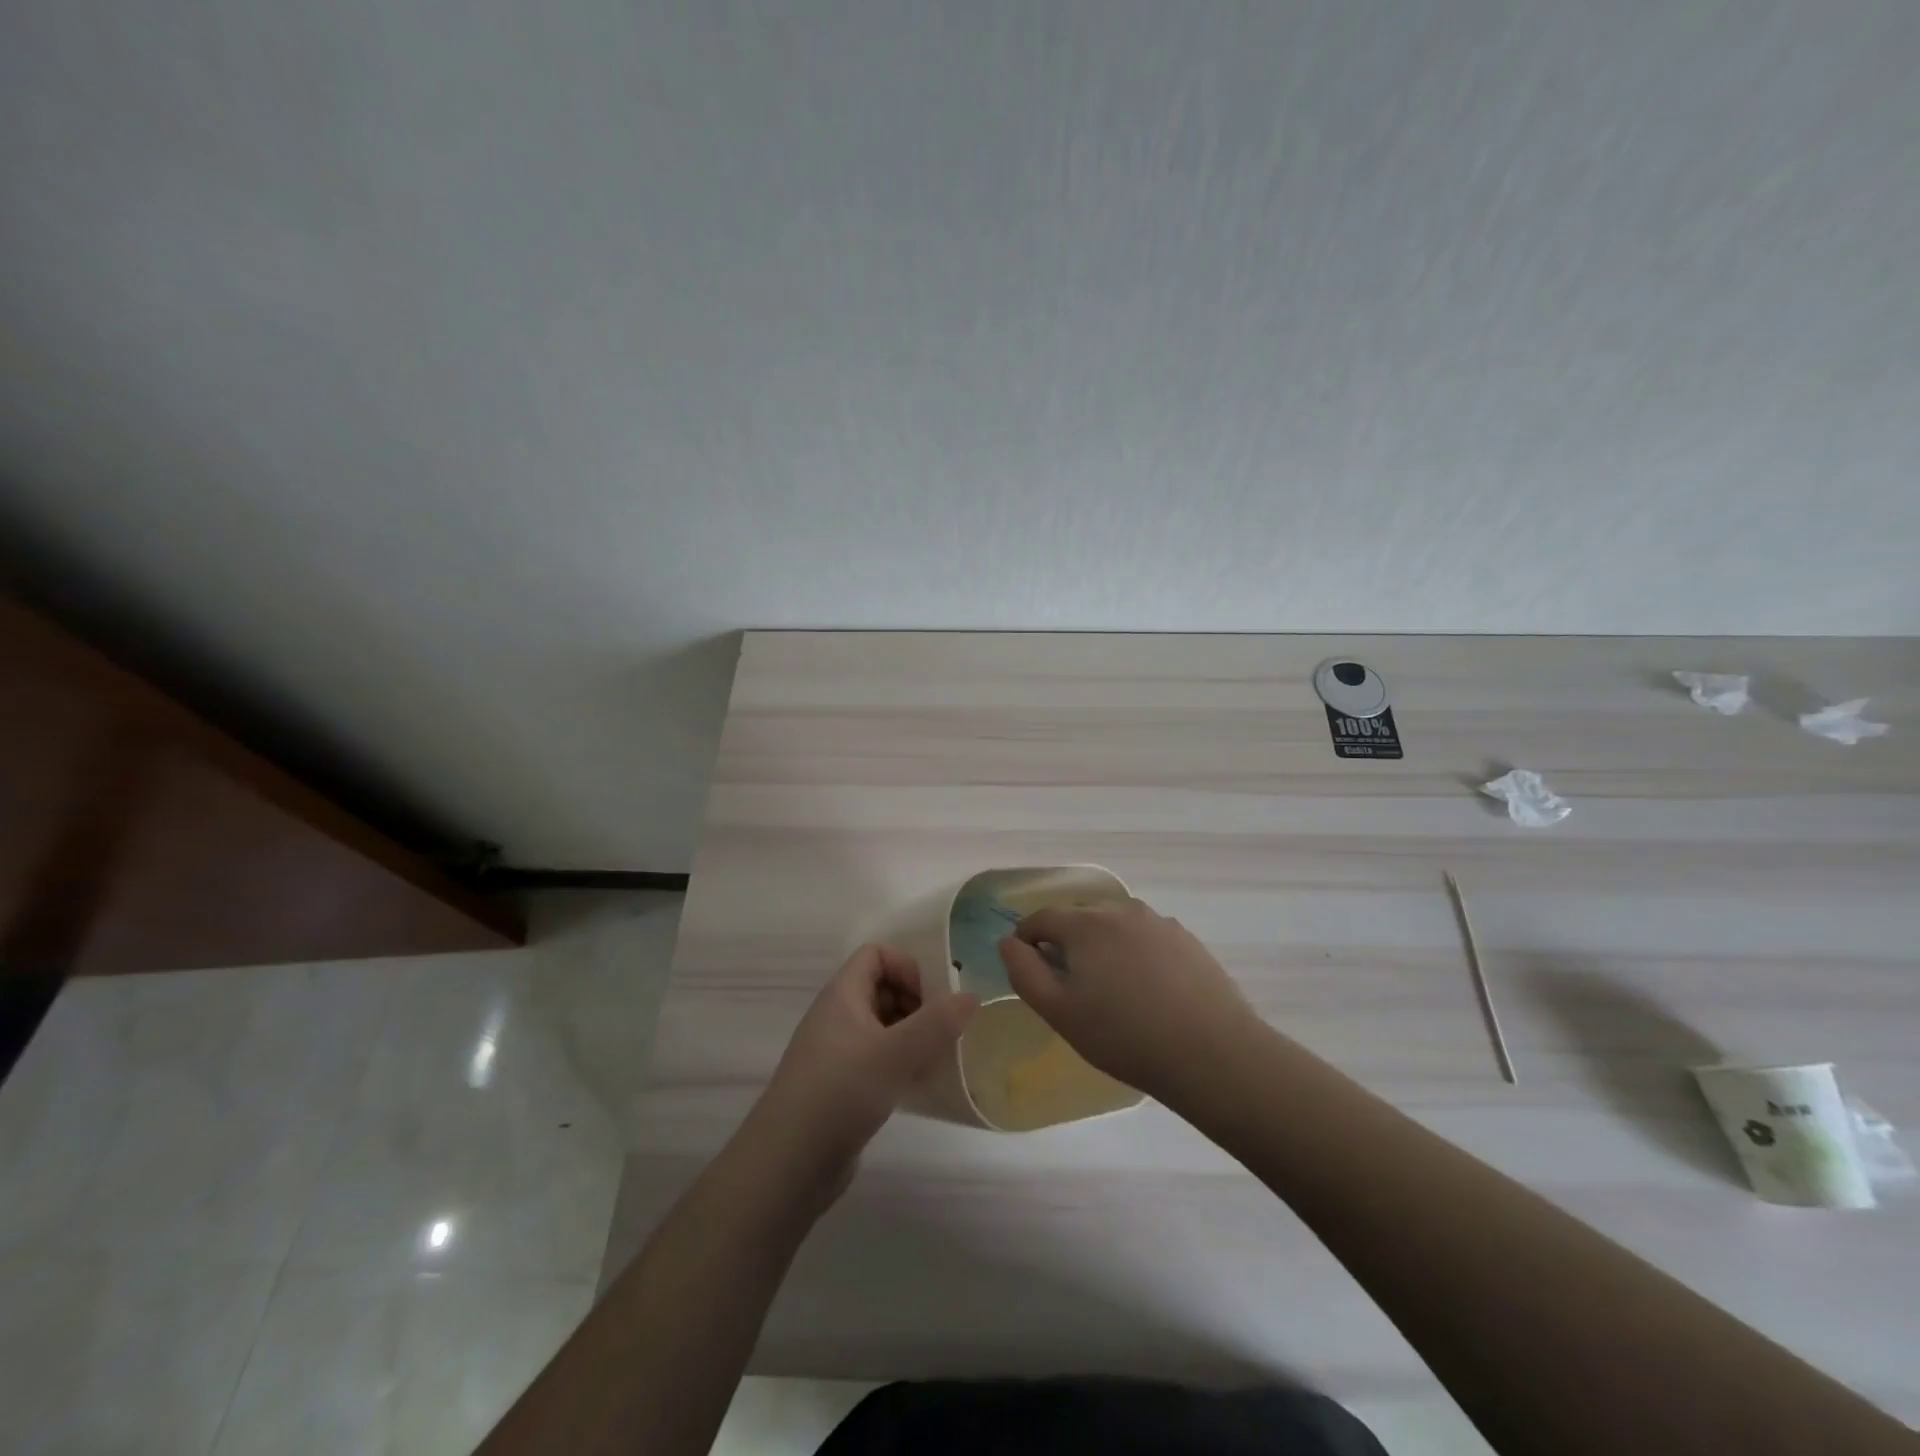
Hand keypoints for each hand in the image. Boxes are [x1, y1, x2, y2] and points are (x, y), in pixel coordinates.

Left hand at [752, 945, 975, 1196]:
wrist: (788, 1164)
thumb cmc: (840, 1093)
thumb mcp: (895, 1053)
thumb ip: (937, 1022)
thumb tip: (970, 996)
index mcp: (842, 995)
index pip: (876, 954)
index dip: (907, 968)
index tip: (931, 1000)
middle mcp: (837, 1016)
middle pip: (882, 988)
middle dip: (917, 1004)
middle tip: (943, 1032)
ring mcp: (838, 1052)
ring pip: (883, 1026)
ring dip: (913, 1036)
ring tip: (938, 1060)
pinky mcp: (842, 1086)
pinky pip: (878, 1059)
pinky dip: (901, 1064)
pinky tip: (920, 1086)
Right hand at [997, 897, 1254, 1099]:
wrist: (1211, 1053)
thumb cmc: (1124, 1035)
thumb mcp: (1059, 1011)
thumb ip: (1024, 972)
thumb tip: (1008, 941)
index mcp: (1085, 924)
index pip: (1041, 918)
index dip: (1027, 940)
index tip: (1028, 968)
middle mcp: (1120, 910)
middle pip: (1079, 918)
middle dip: (1066, 943)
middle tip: (1070, 986)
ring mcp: (1158, 922)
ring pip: (1115, 926)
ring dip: (1103, 946)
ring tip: (1111, 989)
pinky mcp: (1186, 940)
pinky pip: (1146, 938)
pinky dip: (1135, 953)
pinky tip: (1147, 990)